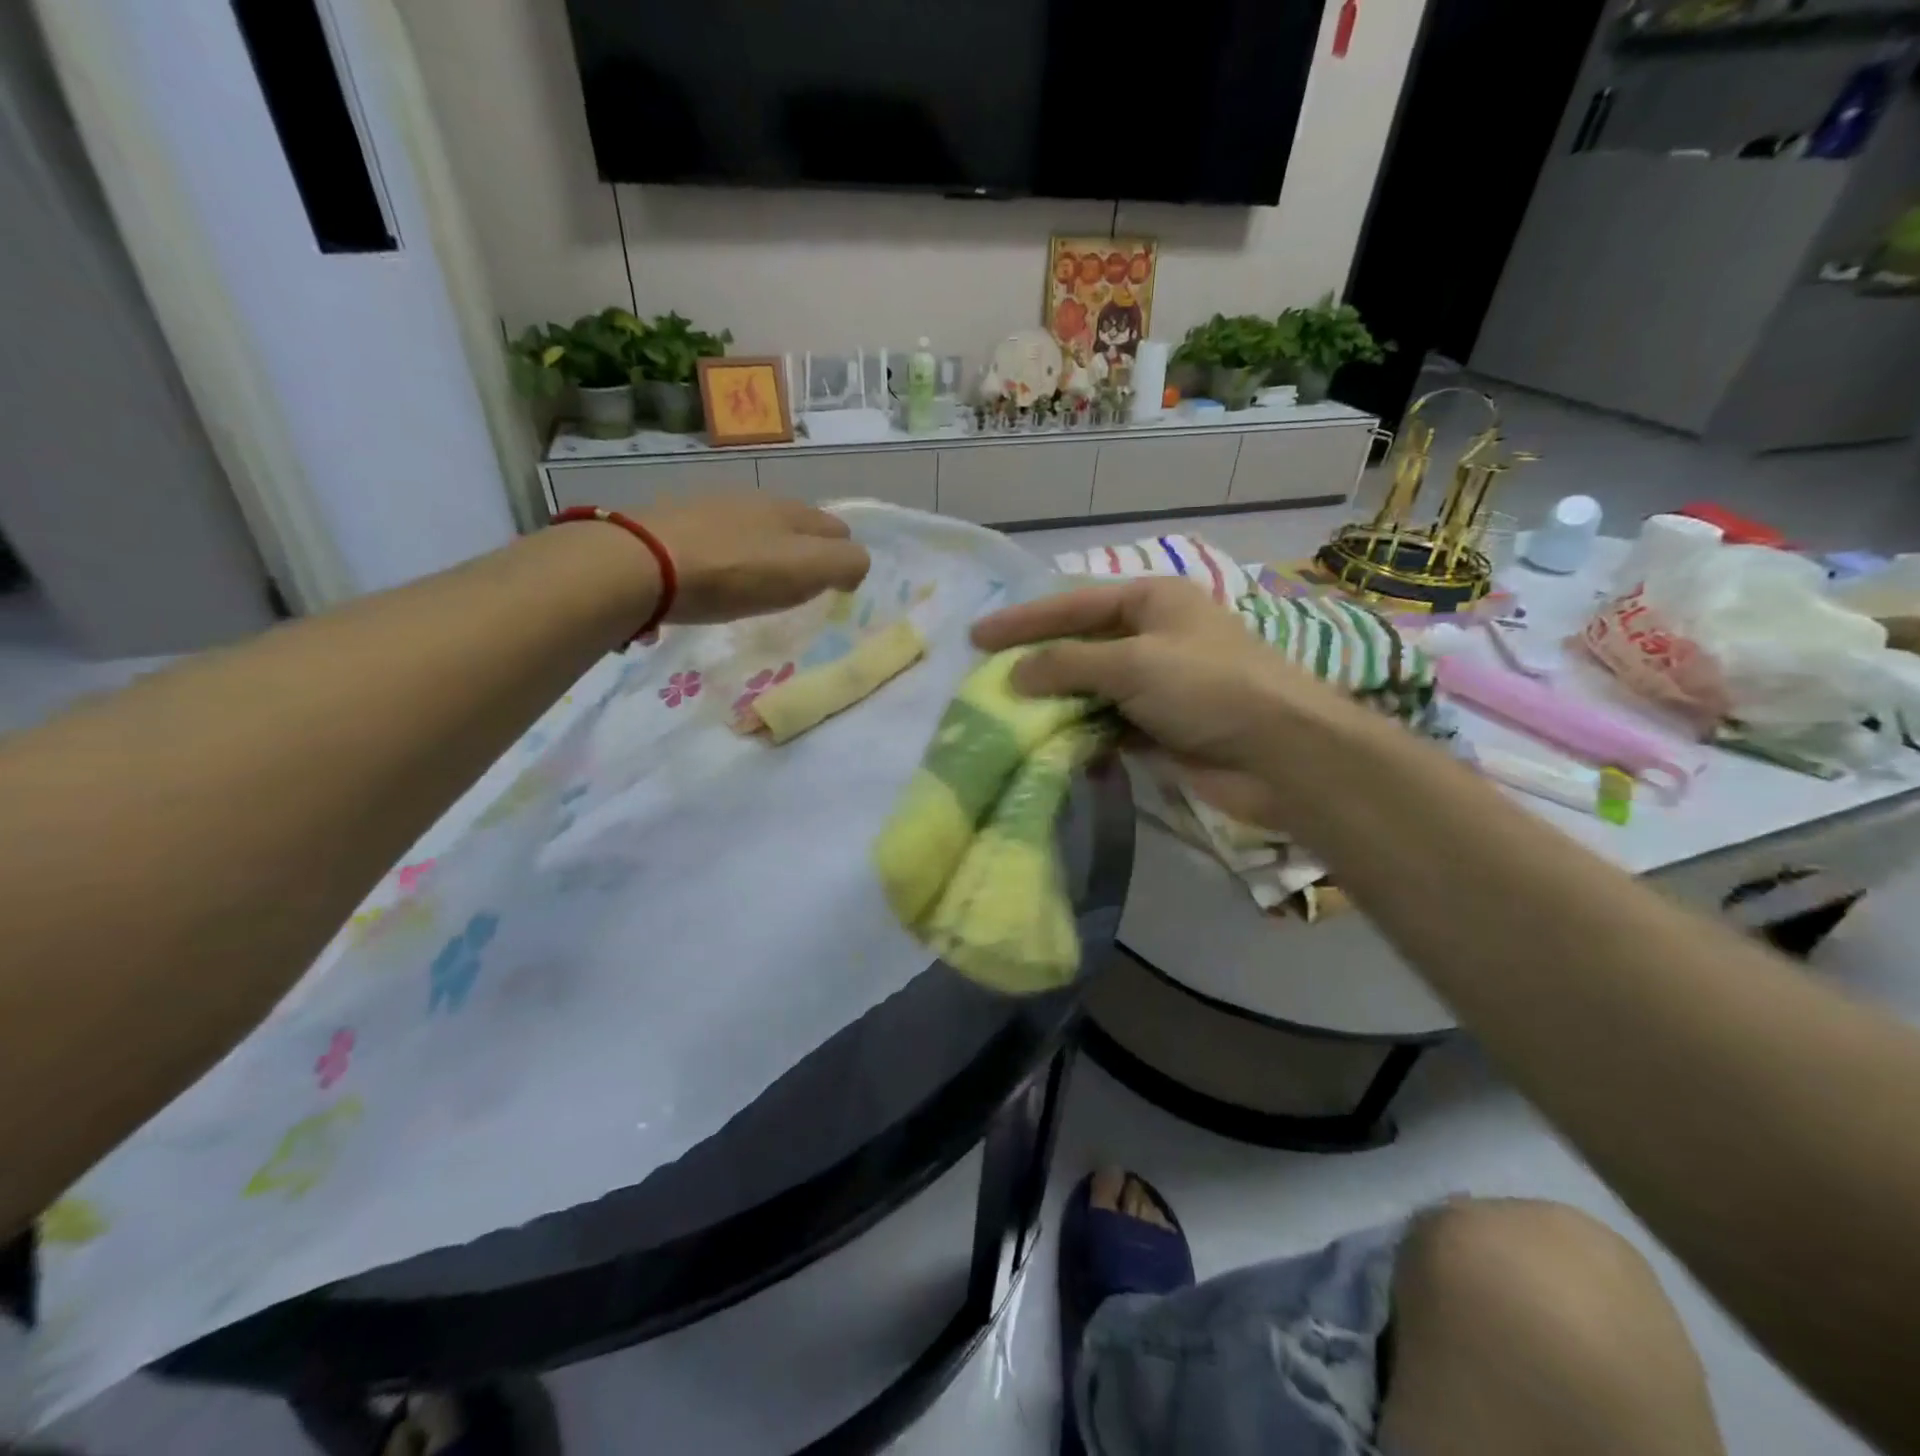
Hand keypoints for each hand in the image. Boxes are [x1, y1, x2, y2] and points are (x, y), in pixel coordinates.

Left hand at [640, 497, 870, 624]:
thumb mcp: (805, 570)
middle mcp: (757, 501)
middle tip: (801, 588)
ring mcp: (714, 508)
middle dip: (809, 551)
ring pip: (758, 528)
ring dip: (768, 551)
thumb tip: (855, 567)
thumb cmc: (734, 572)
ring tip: (758, 584)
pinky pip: (720, 537)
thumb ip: (844, 564)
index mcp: (793, 512)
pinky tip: (717, 577)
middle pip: (798, 525)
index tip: (833, 591)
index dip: (843, 559)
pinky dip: (730, 555)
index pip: (838, 529)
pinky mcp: (678, 523)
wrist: (644, 563)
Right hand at [971, 578, 1362, 826]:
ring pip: (1089, 689)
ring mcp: (1155, 685)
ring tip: (1007, 717)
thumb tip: (1015, 675)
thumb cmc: (1209, 688)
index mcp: (1152, 601)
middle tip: (984, 679)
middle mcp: (1152, 636)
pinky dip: (1080, 735)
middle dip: (1036, 663)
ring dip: (1054, 704)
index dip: (1023, 620)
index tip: (976, 637)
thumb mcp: (1134, 663)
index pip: (1073, 604)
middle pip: (1079, 645)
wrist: (1281, 755)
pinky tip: (1051, 746)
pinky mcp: (1157, 728)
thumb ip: (1068, 664)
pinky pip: (1105, 726)